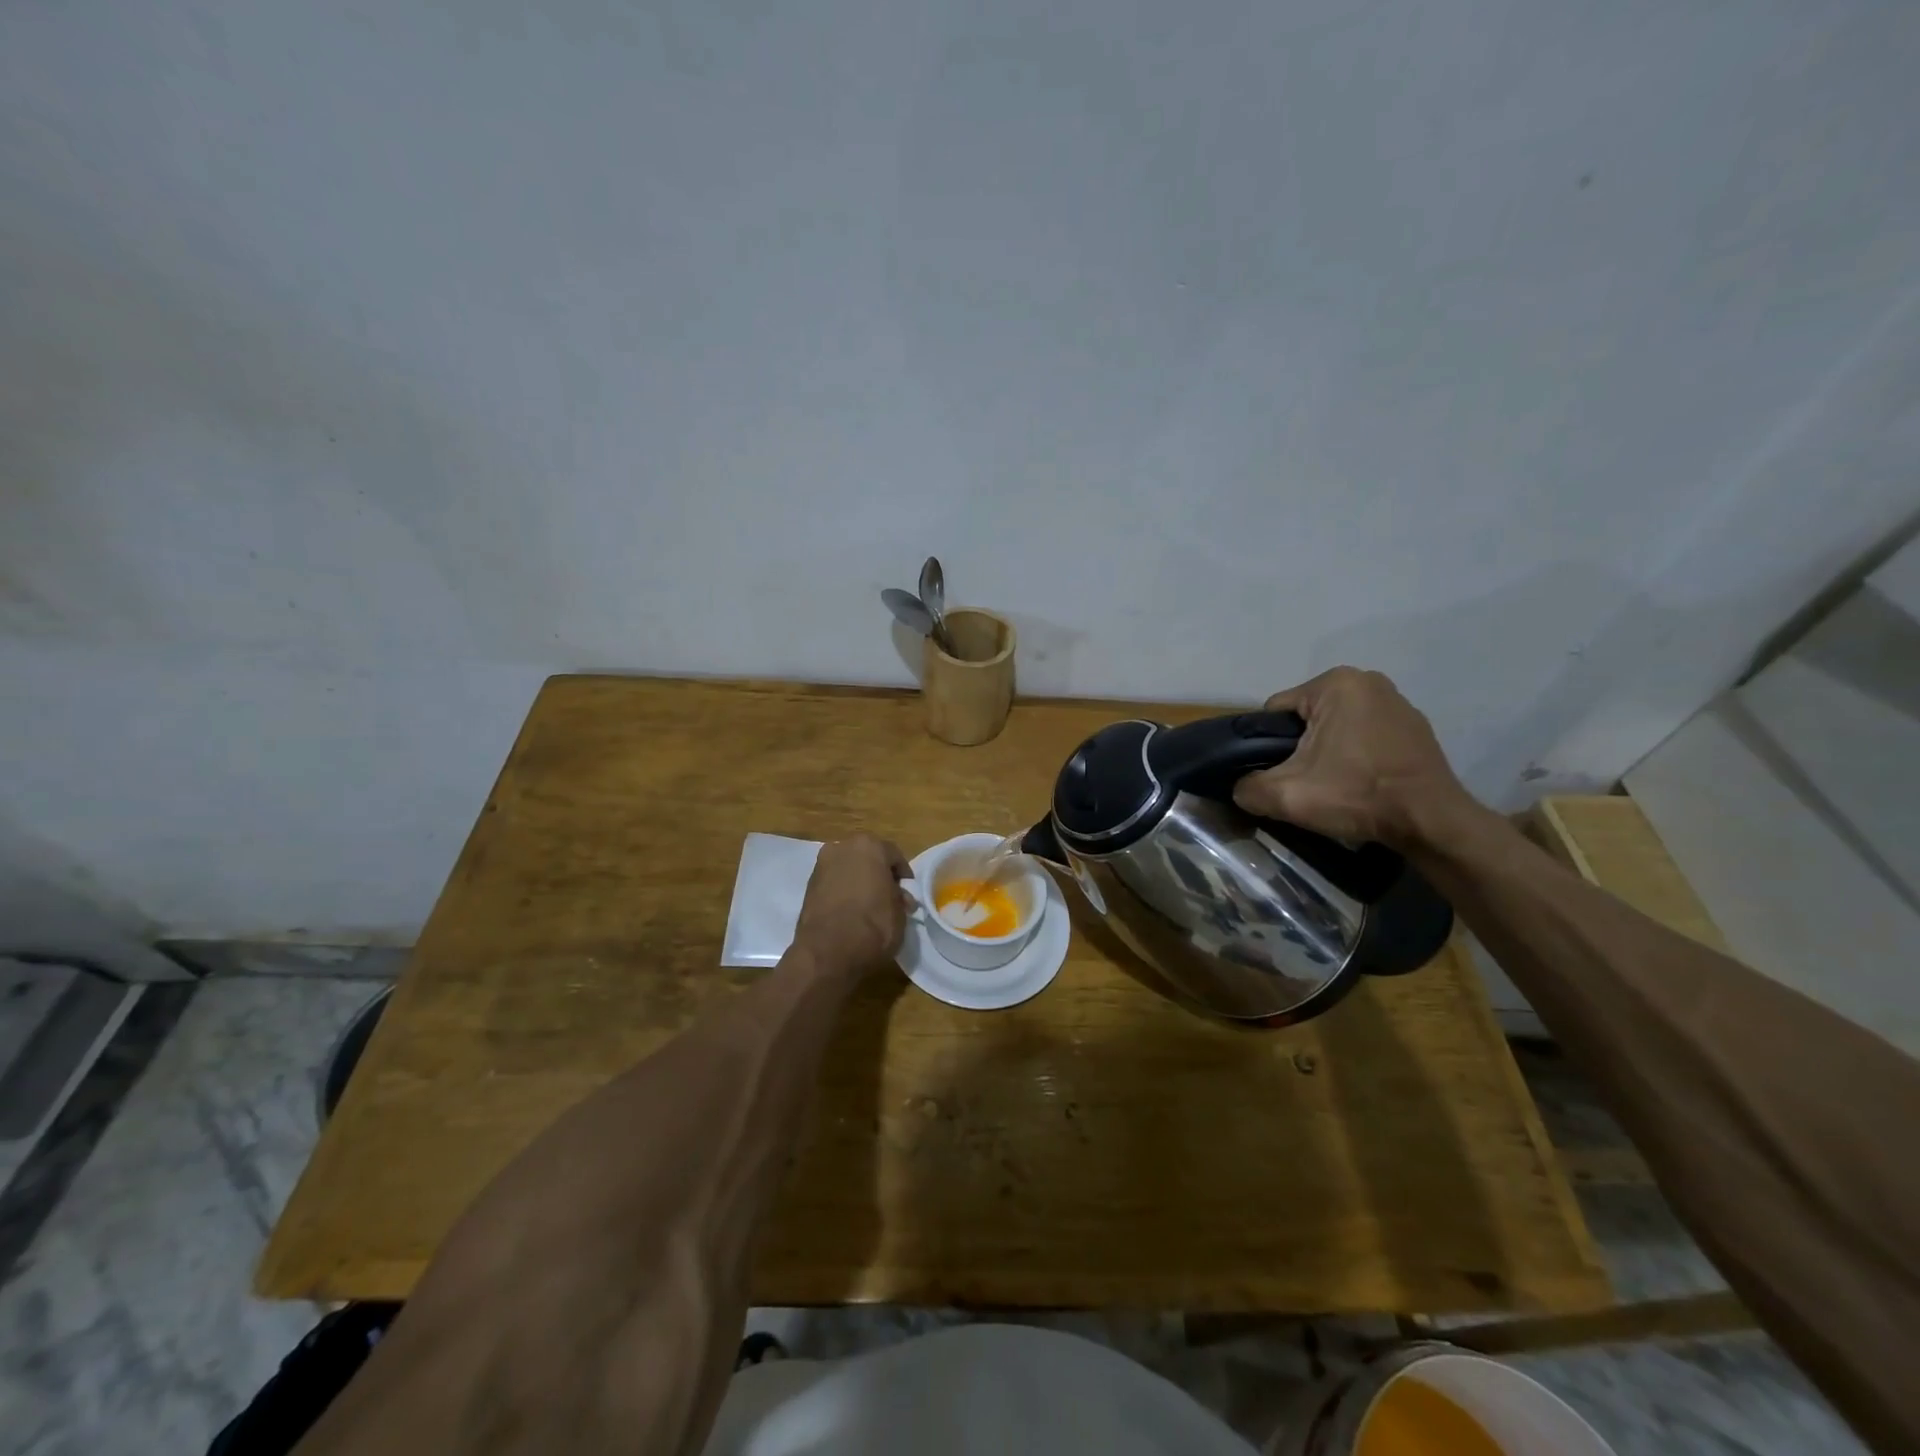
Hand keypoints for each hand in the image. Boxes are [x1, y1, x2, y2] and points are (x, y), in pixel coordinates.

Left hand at [792, 833, 911, 974]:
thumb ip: (899, 898)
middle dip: (878, 874)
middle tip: (887, 897)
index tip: (907, 893)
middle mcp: (843, 847)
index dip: (903, 876)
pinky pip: (833, 883)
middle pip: (867, 857)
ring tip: (867, 905)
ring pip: (848, 868)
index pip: (893, 855)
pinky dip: (842, 891)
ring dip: (858, 881)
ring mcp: (822, 865)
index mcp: (870, 846)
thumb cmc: (873, 926)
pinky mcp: (808, 885)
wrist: (827, 952)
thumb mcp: (900, 913)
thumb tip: (898, 897)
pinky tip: (849, 910)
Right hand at [1232, 667, 1477, 848]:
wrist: (1432, 822)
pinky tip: (1361, 782)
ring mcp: (1397, 701)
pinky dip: (1357, 755)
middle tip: (1306, 784)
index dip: (1267, 746)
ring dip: (1328, 752)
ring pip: (1336, 727)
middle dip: (1299, 748)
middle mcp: (1367, 680)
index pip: (1276, 713)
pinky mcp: (1415, 726)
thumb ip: (1247, 787)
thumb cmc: (1358, 795)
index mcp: (1335, 683)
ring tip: (1334, 786)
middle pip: (1306, 719)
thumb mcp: (1285, 796)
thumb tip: (1239, 788)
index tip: (1281, 775)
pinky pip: (1365, 735)